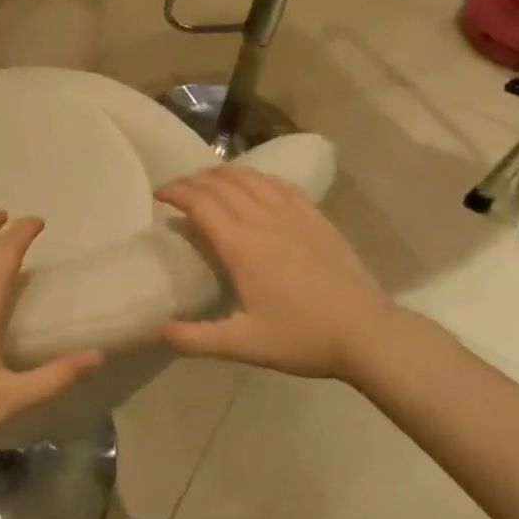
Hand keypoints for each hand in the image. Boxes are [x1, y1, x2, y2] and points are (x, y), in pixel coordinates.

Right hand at [156, 165, 403, 380]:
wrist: (366, 331)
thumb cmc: (302, 337)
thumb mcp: (243, 345)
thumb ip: (194, 338)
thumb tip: (152, 331)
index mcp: (241, 245)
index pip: (200, 203)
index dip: (176, 192)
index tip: (158, 194)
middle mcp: (263, 218)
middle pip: (221, 184)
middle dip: (193, 180)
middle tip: (177, 189)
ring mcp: (293, 213)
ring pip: (250, 177)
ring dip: (222, 173)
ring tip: (207, 181)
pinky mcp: (315, 215)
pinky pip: (279, 184)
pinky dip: (256, 177)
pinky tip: (253, 185)